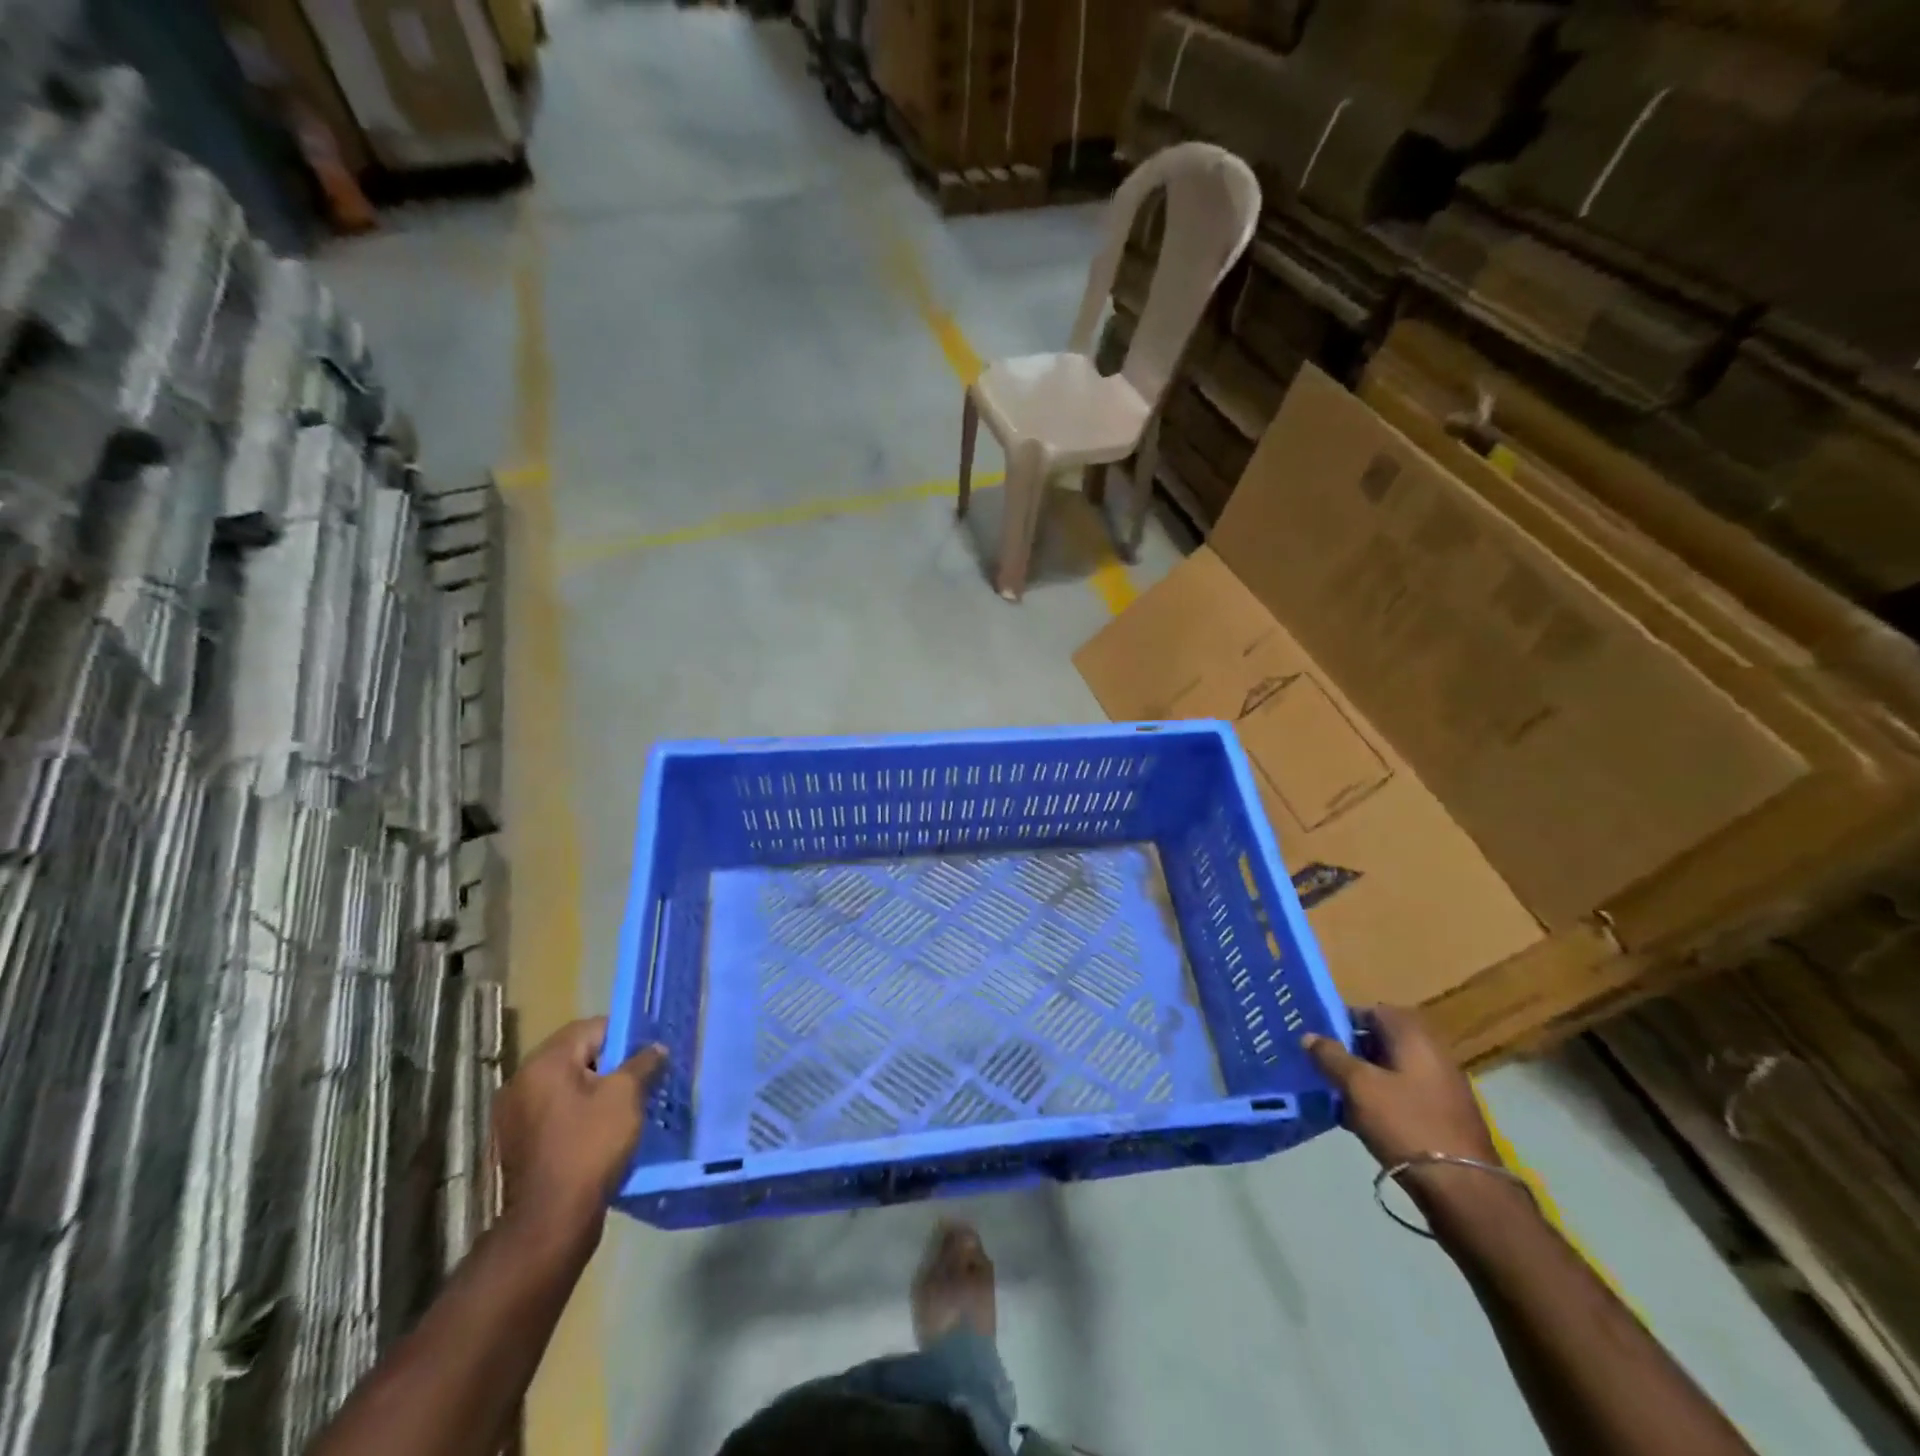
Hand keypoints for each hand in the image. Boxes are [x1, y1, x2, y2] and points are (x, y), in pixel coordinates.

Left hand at [491, 1017, 666, 1243]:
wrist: (551, 1222)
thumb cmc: (590, 1147)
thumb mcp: (626, 1096)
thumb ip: (643, 1063)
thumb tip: (655, 1048)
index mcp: (544, 1062)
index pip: (592, 1028)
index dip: (625, 1036)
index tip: (648, 1054)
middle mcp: (521, 1081)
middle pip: (577, 1056)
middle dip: (611, 1064)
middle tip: (641, 1080)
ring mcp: (514, 1115)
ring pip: (566, 1086)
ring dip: (595, 1090)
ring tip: (626, 1106)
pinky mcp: (518, 1144)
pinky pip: (556, 1113)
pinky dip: (579, 1114)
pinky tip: (602, 1131)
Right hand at [1303, 1005, 1514, 1220]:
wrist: (1462, 1189)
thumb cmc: (1405, 1124)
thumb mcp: (1358, 1086)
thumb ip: (1330, 1056)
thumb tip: (1310, 1036)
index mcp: (1414, 1037)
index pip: (1375, 1011)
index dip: (1344, 1018)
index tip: (1319, 1034)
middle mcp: (1433, 1054)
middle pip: (1384, 1040)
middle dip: (1351, 1049)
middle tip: (1322, 1063)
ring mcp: (1442, 1087)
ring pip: (1392, 1069)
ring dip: (1364, 1076)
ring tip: (1336, 1093)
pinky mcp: (1444, 1116)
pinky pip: (1403, 1094)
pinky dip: (1381, 1099)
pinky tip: (1359, 1119)